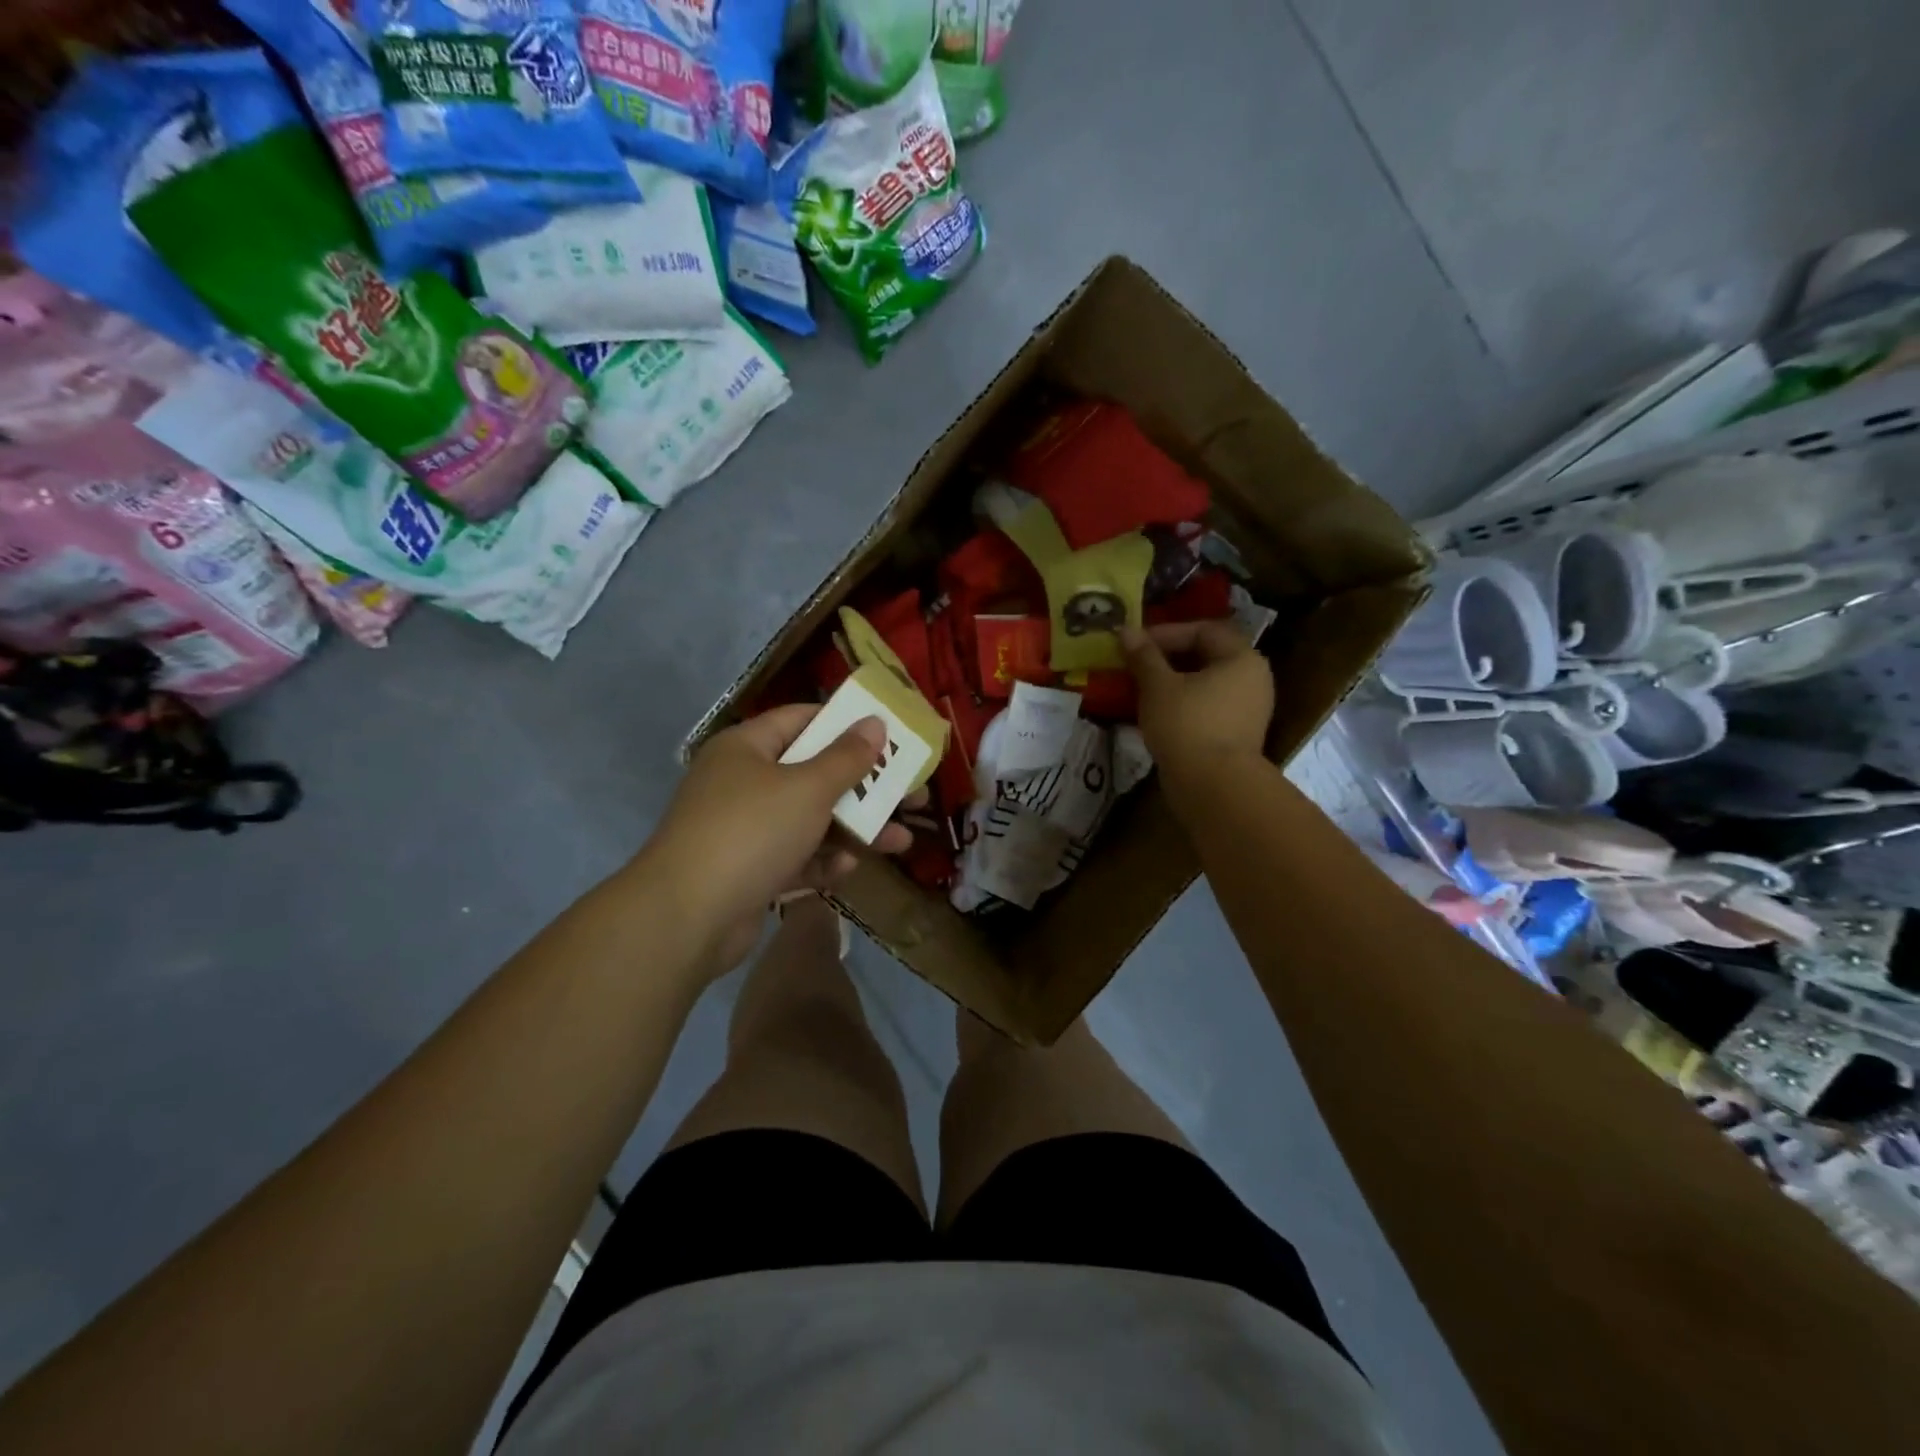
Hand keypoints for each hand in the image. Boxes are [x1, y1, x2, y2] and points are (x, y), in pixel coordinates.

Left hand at [642, 705, 915, 975]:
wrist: (686, 918)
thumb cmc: (751, 832)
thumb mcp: (808, 788)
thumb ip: (846, 757)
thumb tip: (874, 722)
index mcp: (747, 748)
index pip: (803, 720)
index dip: (848, 724)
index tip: (890, 736)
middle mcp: (743, 783)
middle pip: (814, 774)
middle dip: (865, 788)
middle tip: (912, 795)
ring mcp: (744, 830)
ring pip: (810, 821)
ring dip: (854, 830)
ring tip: (901, 842)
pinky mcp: (749, 872)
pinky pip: (795, 858)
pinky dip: (822, 861)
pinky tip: (848, 868)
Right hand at [1120, 621, 1274, 792]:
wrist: (1212, 787)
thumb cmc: (1187, 725)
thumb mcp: (1158, 685)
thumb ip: (1143, 656)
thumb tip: (1126, 630)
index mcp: (1242, 658)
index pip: (1203, 630)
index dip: (1166, 632)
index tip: (1134, 644)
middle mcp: (1252, 679)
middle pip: (1206, 656)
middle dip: (1167, 658)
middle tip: (1134, 664)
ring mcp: (1247, 710)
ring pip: (1204, 685)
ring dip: (1171, 683)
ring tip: (1139, 689)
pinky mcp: (1236, 736)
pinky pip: (1206, 708)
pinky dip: (1180, 705)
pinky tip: (1154, 714)